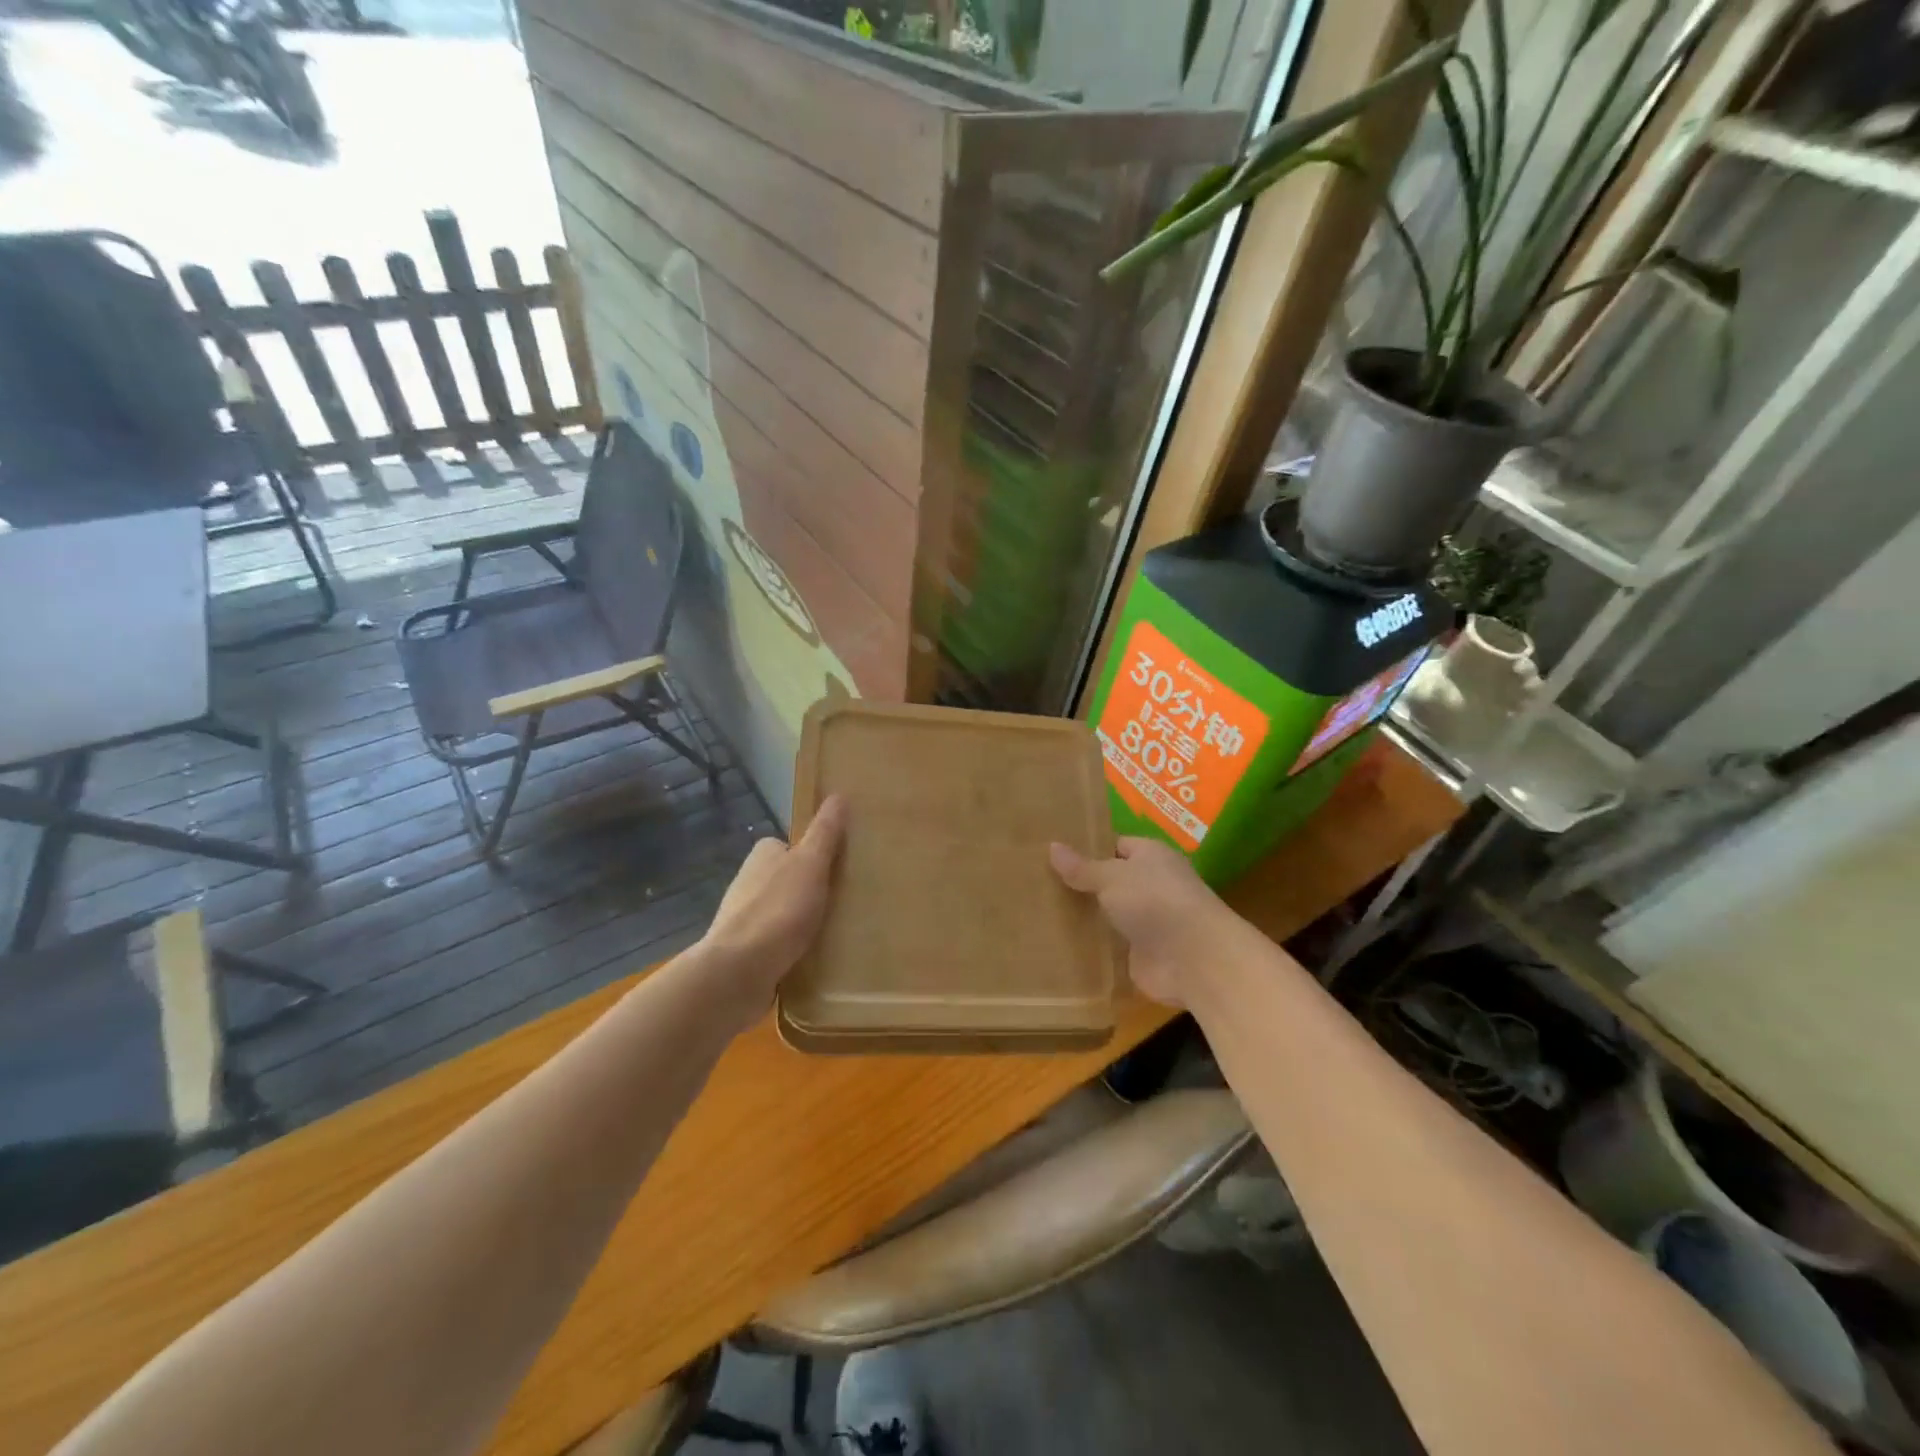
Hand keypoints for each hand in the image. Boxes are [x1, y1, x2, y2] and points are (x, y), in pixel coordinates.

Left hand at [700, 795, 848, 1025]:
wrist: (738, 972)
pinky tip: (813, 958)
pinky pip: (776, 944)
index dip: (812, 854)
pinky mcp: (745, 953)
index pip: (789, 846)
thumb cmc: (778, 910)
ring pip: (781, 913)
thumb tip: (838, 795)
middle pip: (786, 879)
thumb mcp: (810, 864)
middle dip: (809, 890)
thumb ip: (825, 833)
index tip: (838, 868)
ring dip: (801, 922)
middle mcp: (748, 883)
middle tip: (844, 901)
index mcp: (762, 856)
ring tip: (835, 932)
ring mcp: (744, 920)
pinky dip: (792, 948)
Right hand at [1049, 836, 1239, 1006]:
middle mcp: (1152, 885)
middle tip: (1038, 883)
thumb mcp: (1112, 876)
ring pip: (1109, 914)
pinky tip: (1058, 945)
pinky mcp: (1142, 954)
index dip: (1088, 849)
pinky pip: (1110, 946)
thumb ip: (1082, 867)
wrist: (1193, 959)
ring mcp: (1148, 922)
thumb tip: (1052, 846)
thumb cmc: (1155, 901)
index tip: (1054, 855)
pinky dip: (1092, 947)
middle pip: (1111, 881)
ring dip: (1086, 917)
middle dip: (1082, 885)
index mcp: (1151, 856)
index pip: (1116, 846)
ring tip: (1040, 913)